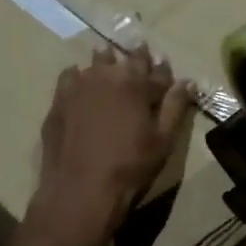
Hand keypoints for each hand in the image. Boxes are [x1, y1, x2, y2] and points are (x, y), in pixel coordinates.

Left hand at [26, 45, 191, 245]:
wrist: (81, 189)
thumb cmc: (130, 166)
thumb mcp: (163, 140)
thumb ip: (175, 107)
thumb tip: (187, 82)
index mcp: (135, 83)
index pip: (154, 68)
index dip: (162, 69)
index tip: (165, 67)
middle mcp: (106, 75)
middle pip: (124, 59)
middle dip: (136, 58)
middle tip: (140, 56)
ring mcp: (78, 86)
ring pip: (96, 63)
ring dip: (107, 62)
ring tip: (110, 63)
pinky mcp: (58, 101)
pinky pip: (70, 77)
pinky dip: (80, 76)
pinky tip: (82, 83)